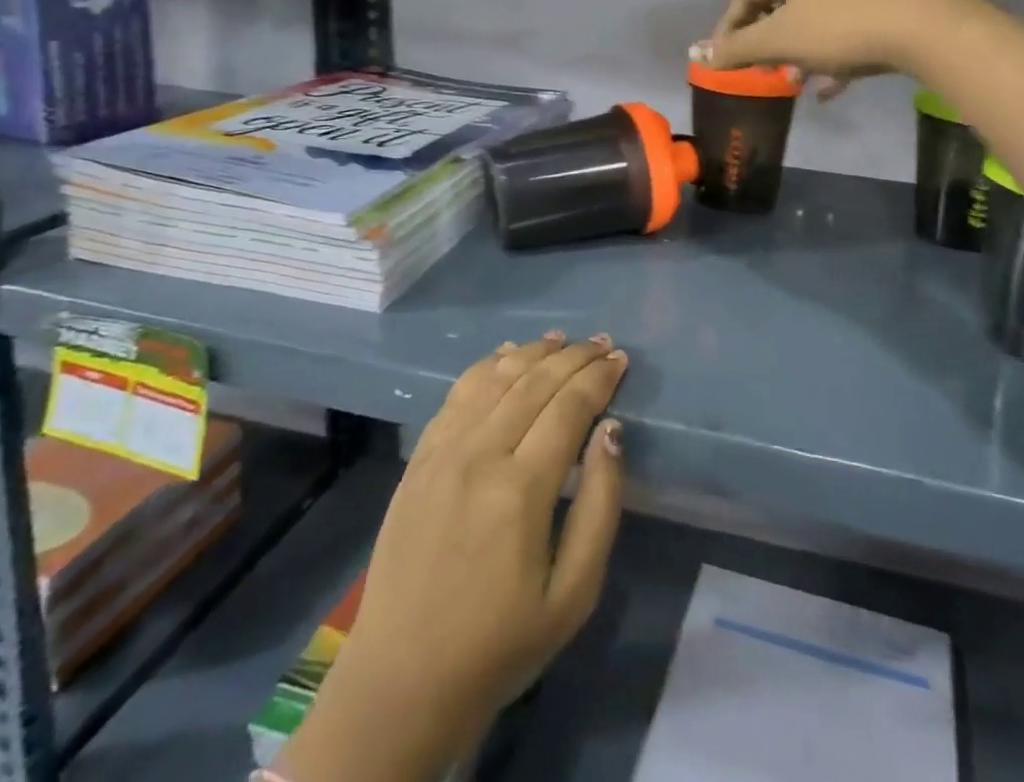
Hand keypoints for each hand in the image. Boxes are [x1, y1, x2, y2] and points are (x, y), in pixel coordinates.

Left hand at [281, 334, 628, 781]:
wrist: (402, 681)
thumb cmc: (500, 645)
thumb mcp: (574, 594)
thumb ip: (601, 506)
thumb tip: (611, 433)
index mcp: (521, 489)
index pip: (569, 407)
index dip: (599, 378)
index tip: (621, 360)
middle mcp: (479, 454)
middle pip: (534, 382)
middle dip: (574, 357)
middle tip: (602, 342)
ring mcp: (442, 452)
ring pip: (495, 378)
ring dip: (532, 352)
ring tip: (561, 340)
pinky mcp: (419, 459)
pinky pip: (457, 394)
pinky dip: (487, 365)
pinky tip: (506, 356)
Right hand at [700, 0, 944, 94]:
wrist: (920, 27)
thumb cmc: (838, 28)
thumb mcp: (780, 41)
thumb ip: (738, 49)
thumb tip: (701, 55)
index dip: (729, 25)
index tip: (723, 56)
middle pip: (781, 4)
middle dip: (766, 41)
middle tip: (758, 68)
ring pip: (814, 20)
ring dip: (798, 52)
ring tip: (794, 81)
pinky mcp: (882, 4)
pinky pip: (843, 31)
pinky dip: (830, 57)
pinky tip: (830, 88)